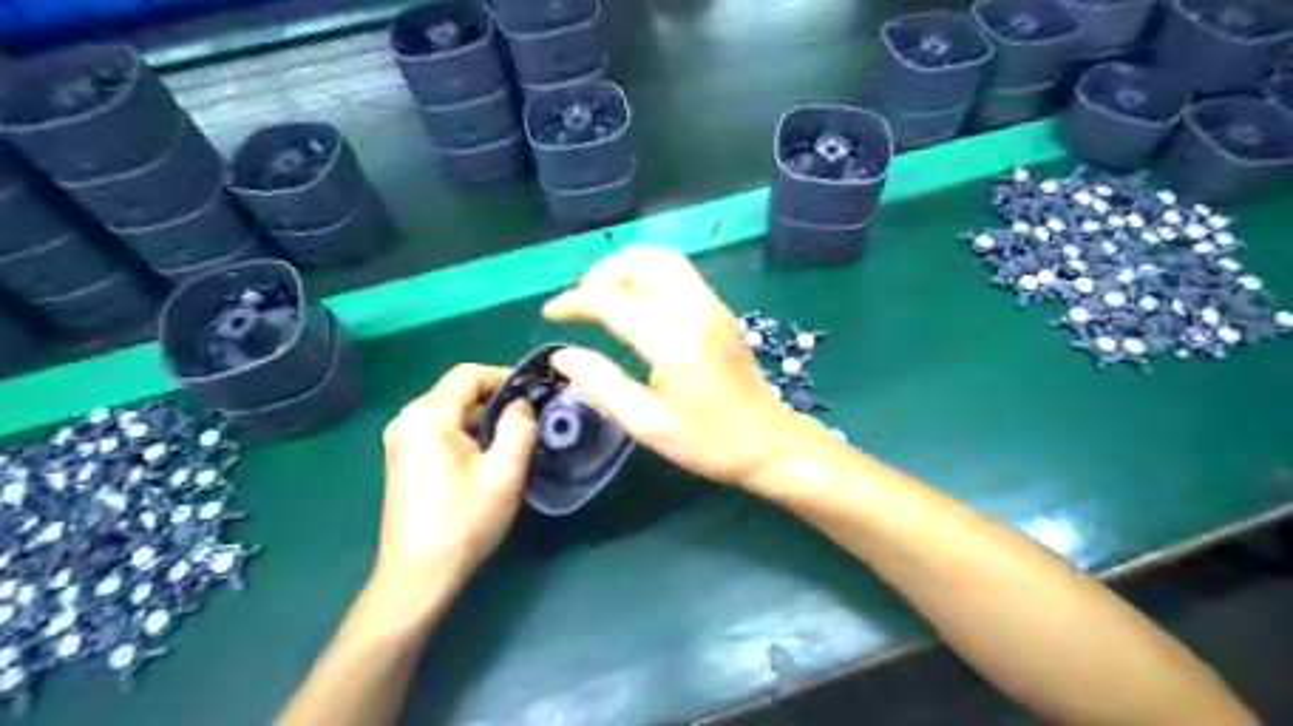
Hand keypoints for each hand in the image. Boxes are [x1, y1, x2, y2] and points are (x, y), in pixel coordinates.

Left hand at [372, 366, 536, 609]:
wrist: (419, 576)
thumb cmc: (464, 521)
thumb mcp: (504, 472)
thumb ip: (519, 427)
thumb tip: (522, 404)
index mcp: (428, 415)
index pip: (469, 374)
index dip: (505, 377)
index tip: (535, 394)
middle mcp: (408, 419)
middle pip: (459, 391)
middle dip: (497, 400)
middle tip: (531, 420)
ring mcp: (402, 439)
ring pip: (452, 411)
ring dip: (485, 419)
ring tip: (516, 439)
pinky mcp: (404, 458)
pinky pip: (442, 430)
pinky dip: (468, 433)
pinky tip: (488, 457)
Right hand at [543, 246, 820, 491]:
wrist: (769, 443)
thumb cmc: (708, 442)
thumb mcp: (647, 425)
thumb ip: (601, 385)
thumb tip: (562, 355)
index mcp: (674, 340)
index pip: (613, 300)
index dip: (574, 302)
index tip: (550, 314)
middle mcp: (696, 310)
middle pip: (643, 261)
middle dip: (603, 271)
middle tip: (579, 300)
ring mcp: (713, 306)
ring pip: (664, 260)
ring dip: (627, 267)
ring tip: (603, 295)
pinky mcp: (721, 311)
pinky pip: (680, 274)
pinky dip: (649, 275)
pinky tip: (636, 302)